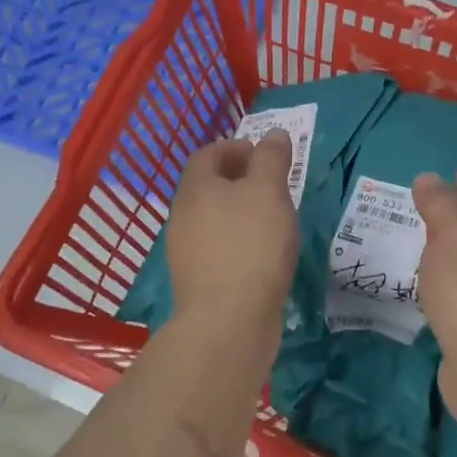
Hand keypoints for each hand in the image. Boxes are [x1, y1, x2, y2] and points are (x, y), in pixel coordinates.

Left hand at [164, 130, 299, 339]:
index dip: (235, 147)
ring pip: (213, 218)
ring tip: (273, 219)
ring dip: (239, 212)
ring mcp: (186, 251)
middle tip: (273, 185)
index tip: (263, 155)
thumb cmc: (250, 246)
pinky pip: (218, 248)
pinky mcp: (197, 280)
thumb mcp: (268, 192)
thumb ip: (271, 159)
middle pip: (208, 186)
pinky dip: (238, 241)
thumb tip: (273, 134)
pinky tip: (263, 255)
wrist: (227, 322)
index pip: (208, 153)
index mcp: (195, 188)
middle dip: (239, 179)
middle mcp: (183, 216)